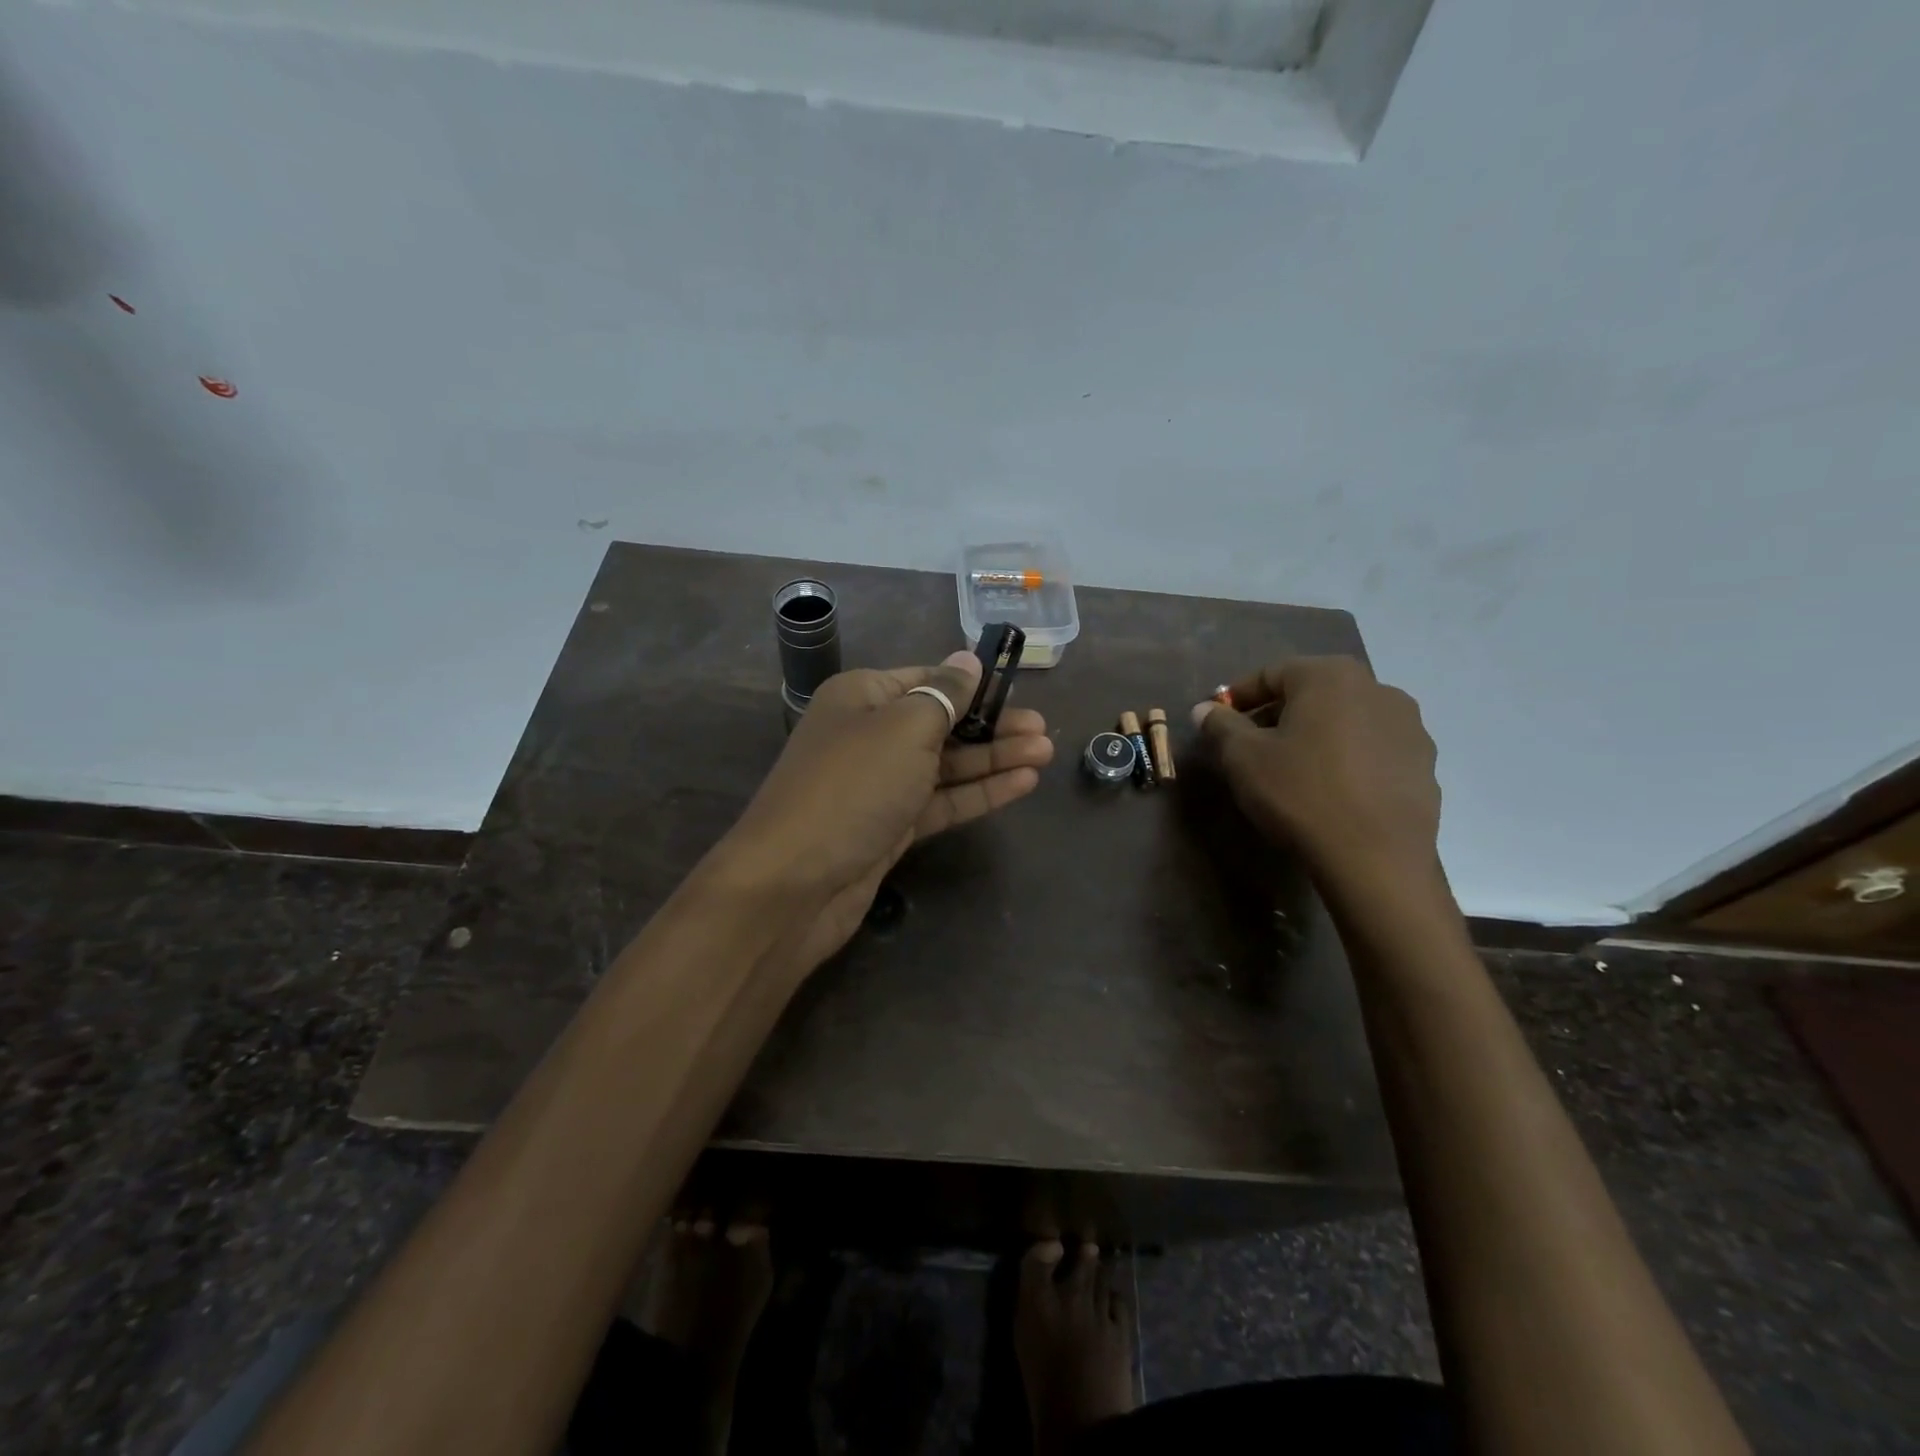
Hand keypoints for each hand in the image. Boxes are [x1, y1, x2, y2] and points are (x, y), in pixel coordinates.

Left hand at [719, 651, 1053, 973]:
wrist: (793, 884)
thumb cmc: (852, 787)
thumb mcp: (903, 728)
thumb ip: (943, 695)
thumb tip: (967, 659)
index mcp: (862, 697)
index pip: (926, 679)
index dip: (972, 684)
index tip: (1017, 688)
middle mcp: (869, 735)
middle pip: (941, 723)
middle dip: (992, 725)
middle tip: (1043, 730)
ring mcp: (880, 785)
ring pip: (945, 765)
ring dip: (993, 759)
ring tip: (1045, 754)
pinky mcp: (890, 828)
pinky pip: (941, 801)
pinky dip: (978, 793)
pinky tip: (1021, 784)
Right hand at [1192, 656, 1439, 890]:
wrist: (1375, 859)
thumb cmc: (1300, 794)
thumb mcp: (1242, 758)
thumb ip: (1220, 725)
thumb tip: (1205, 709)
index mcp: (1329, 676)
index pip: (1271, 673)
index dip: (1239, 696)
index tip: (1218, 721)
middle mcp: (1376, 688)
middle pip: (1312, 693)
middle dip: (1277, 714)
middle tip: (1251, 746)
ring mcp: (1408, 725)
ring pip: (1345, 719)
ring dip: (1315, 734)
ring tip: (1292, 769)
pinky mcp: (1424, 763)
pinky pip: (1372, 748)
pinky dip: (1346, 757)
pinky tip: (1331, 789)